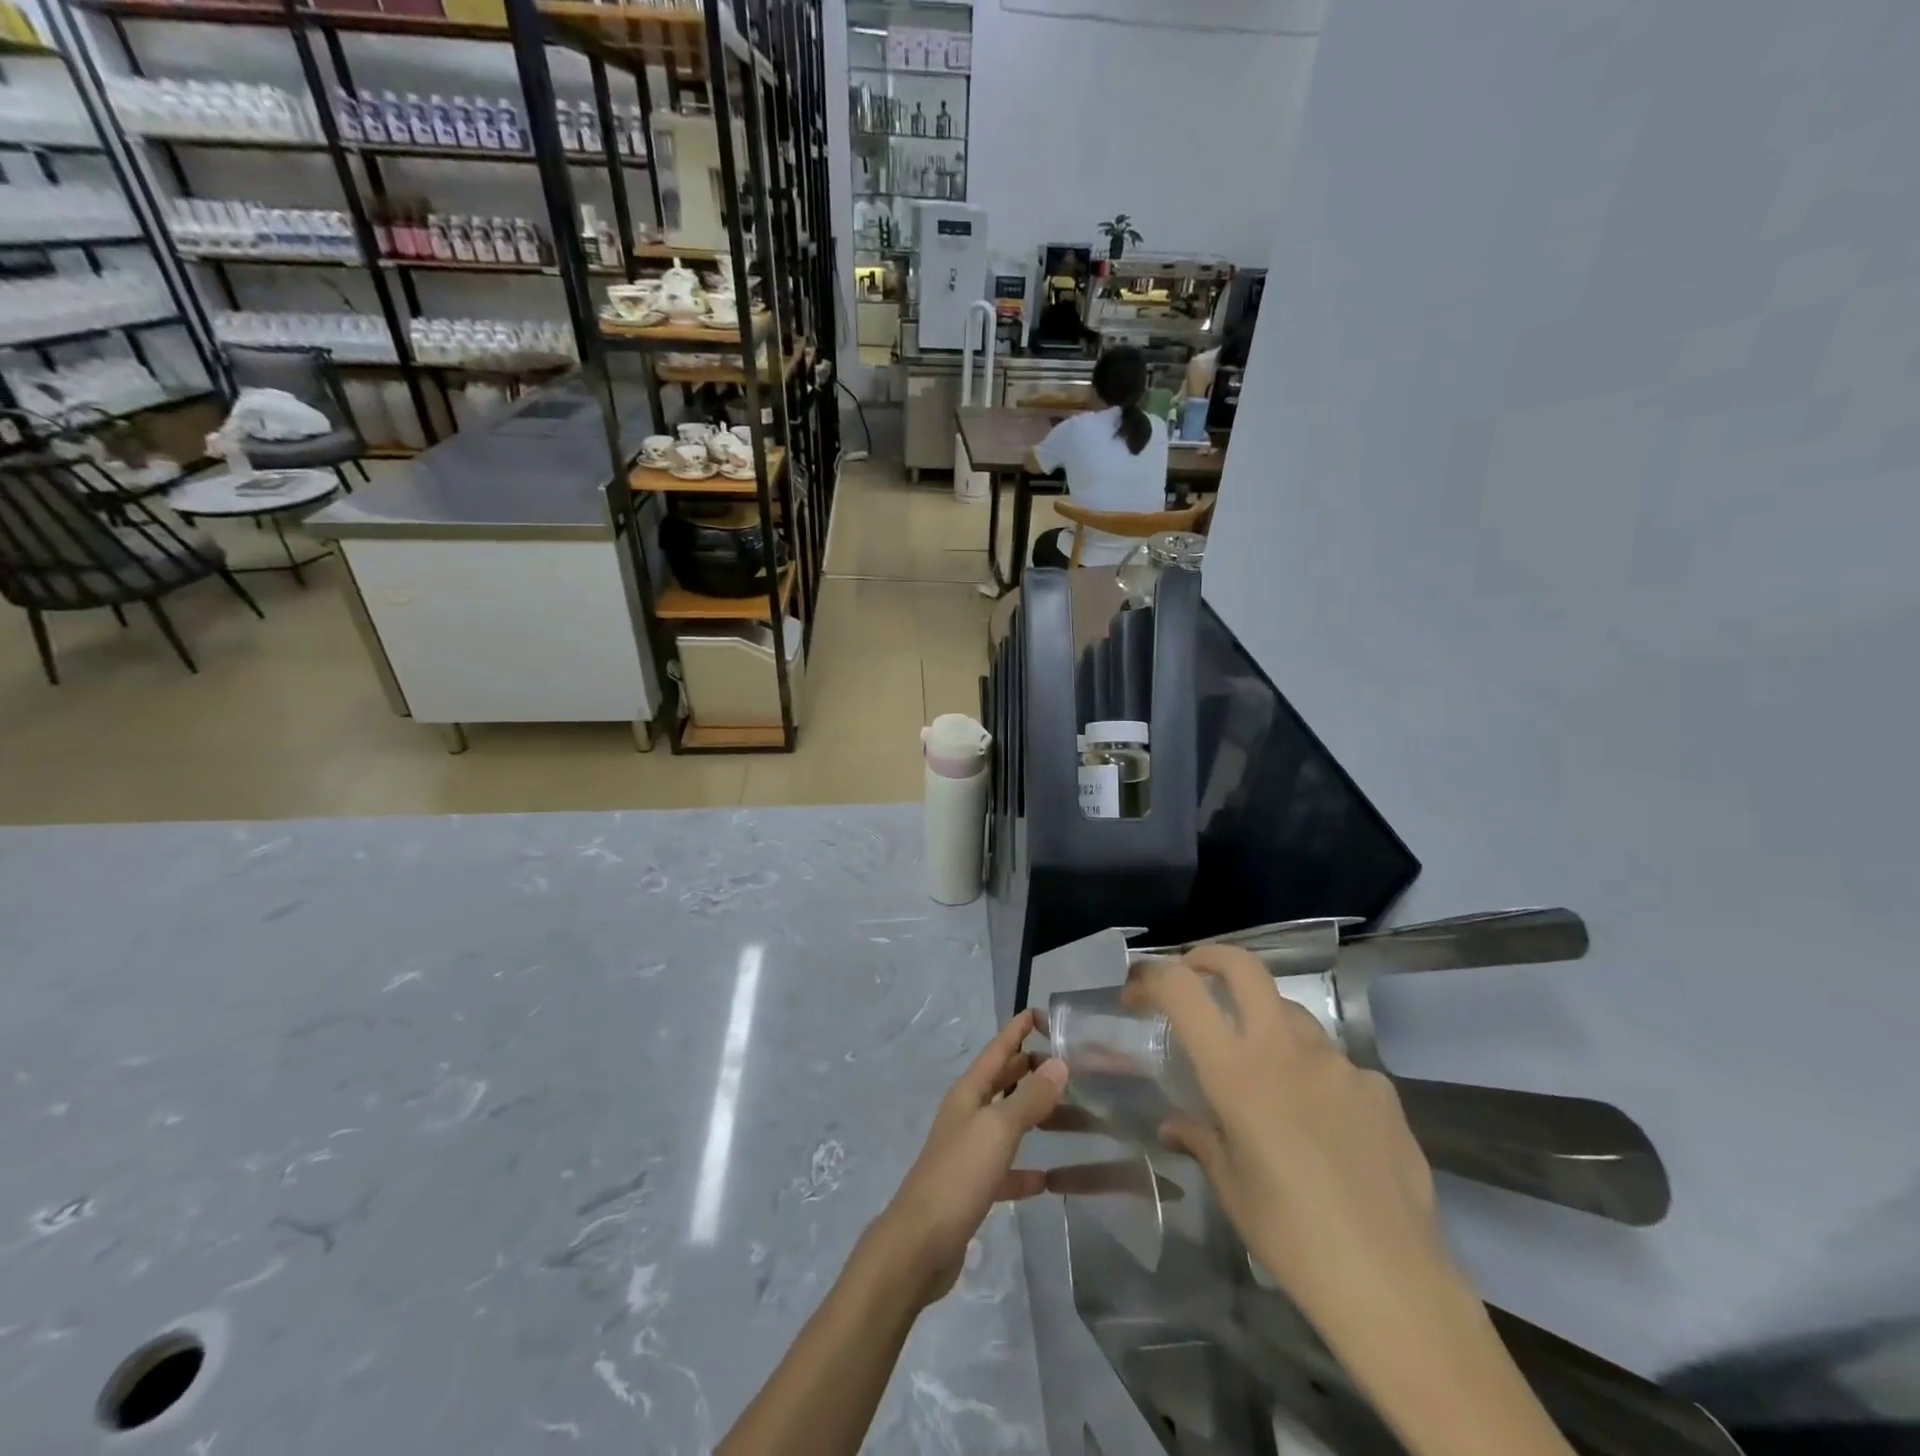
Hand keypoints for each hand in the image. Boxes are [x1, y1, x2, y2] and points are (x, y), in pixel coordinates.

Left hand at [873, 1008, 1066, 1305]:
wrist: (920, 1245)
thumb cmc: (958, 1176)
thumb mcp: (997, 1130)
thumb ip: (1029, 1098)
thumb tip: (1058, 1064)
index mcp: (969, 1093)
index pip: (997, 1050)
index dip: (1017, 1029)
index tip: (1041, 1012)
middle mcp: (967, 1114)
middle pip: (1002, 1081)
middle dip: (1029, 1068)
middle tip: (1067, 1062)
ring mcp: (968, 1151)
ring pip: (1007, 1122)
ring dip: (1034, 1115)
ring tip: (1070, 1113)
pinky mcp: (973, 1187)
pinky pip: (1006, 1168)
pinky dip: (1027, 1169)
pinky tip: (1050, 1179)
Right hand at [1122, 945, 1449, 1326]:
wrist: (1392, 1284)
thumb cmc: (1290, 1236)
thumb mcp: (1231, 1187)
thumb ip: (1200, 1139)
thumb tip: (1175, 1126)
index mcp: (1237, 1070)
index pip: (1182, 990)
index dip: (1152, 976)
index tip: (1137, 992)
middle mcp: (1285, 1048)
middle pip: (1244, 966)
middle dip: (1210, 958)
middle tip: (1194, 975)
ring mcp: (1339, 1063)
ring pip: (1292, 1012)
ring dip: (1266, 1022)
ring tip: (1264, 1069)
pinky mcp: (1379, 1087)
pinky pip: (1335, 1063)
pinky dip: (1316, 1075)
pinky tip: (1324, 1123)